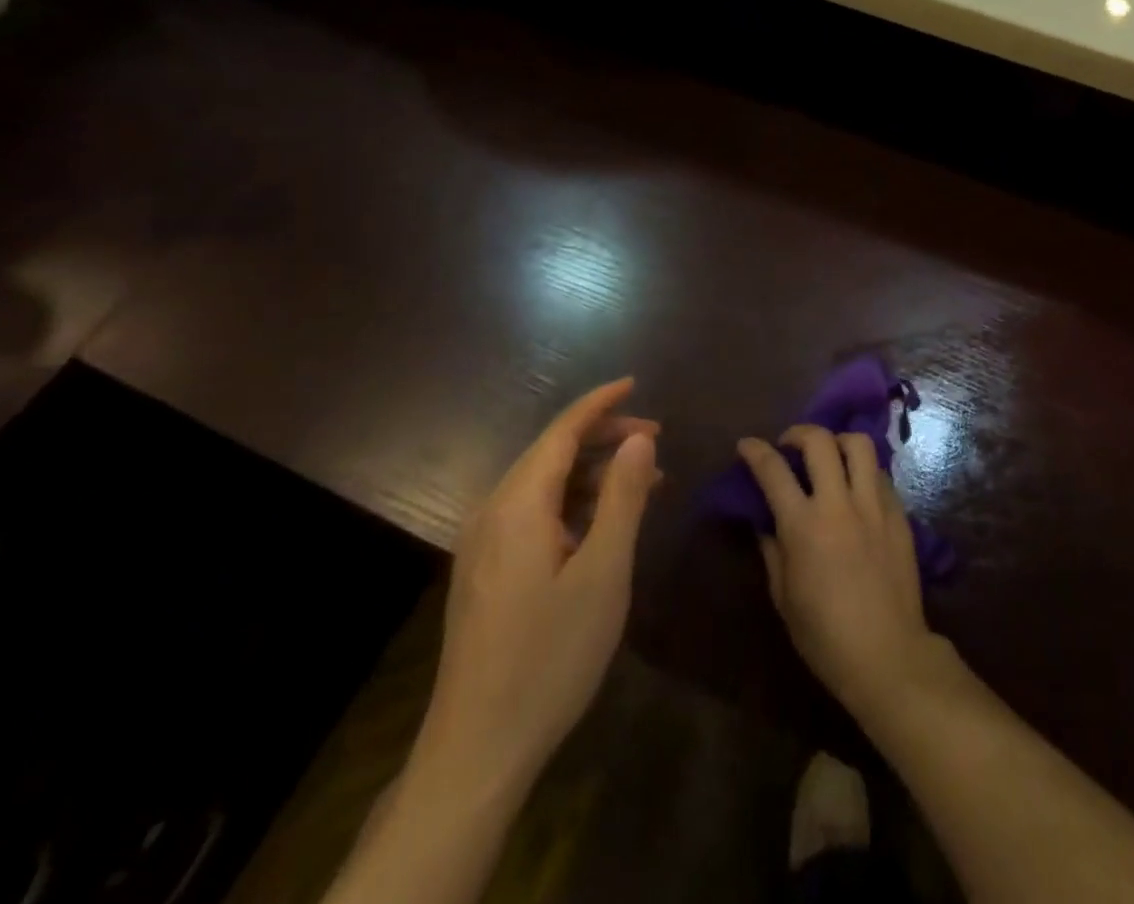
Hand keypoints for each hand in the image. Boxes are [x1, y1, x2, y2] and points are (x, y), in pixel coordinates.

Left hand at [414, 378, 659, 800]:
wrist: (477, 750)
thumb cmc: (550, 655)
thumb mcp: (603, 572)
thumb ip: (622, 496)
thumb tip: (638, 438)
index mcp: (518, 505)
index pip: (561, 431)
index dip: (600, 403)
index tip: (635, 382)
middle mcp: (492, 513)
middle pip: (551, 452)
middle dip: (603, 436)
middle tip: (656, 439)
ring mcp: (483, 545)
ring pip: (543, 483)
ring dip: (592, 472)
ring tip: (644, 480)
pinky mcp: (485, 572)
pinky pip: (533, 513)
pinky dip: (573, 502)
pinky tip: (604, 521)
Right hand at [738, 425, 938, 718]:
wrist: (887, 653)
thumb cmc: (825, 636)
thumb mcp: (784, 597)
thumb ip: (772, 550)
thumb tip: (765, 522)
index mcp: (803, 526)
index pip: (773, 471)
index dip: (755, 451)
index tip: (747, 445)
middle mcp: (839, 504)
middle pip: (820, 441)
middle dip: (799, 432)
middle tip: (790, 445)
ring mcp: (874, 505)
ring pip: (859, 445)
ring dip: (838, 441)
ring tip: (829, 455)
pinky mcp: (899, 513)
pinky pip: (880, 473)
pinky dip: (863, 470)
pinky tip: (856, 487)